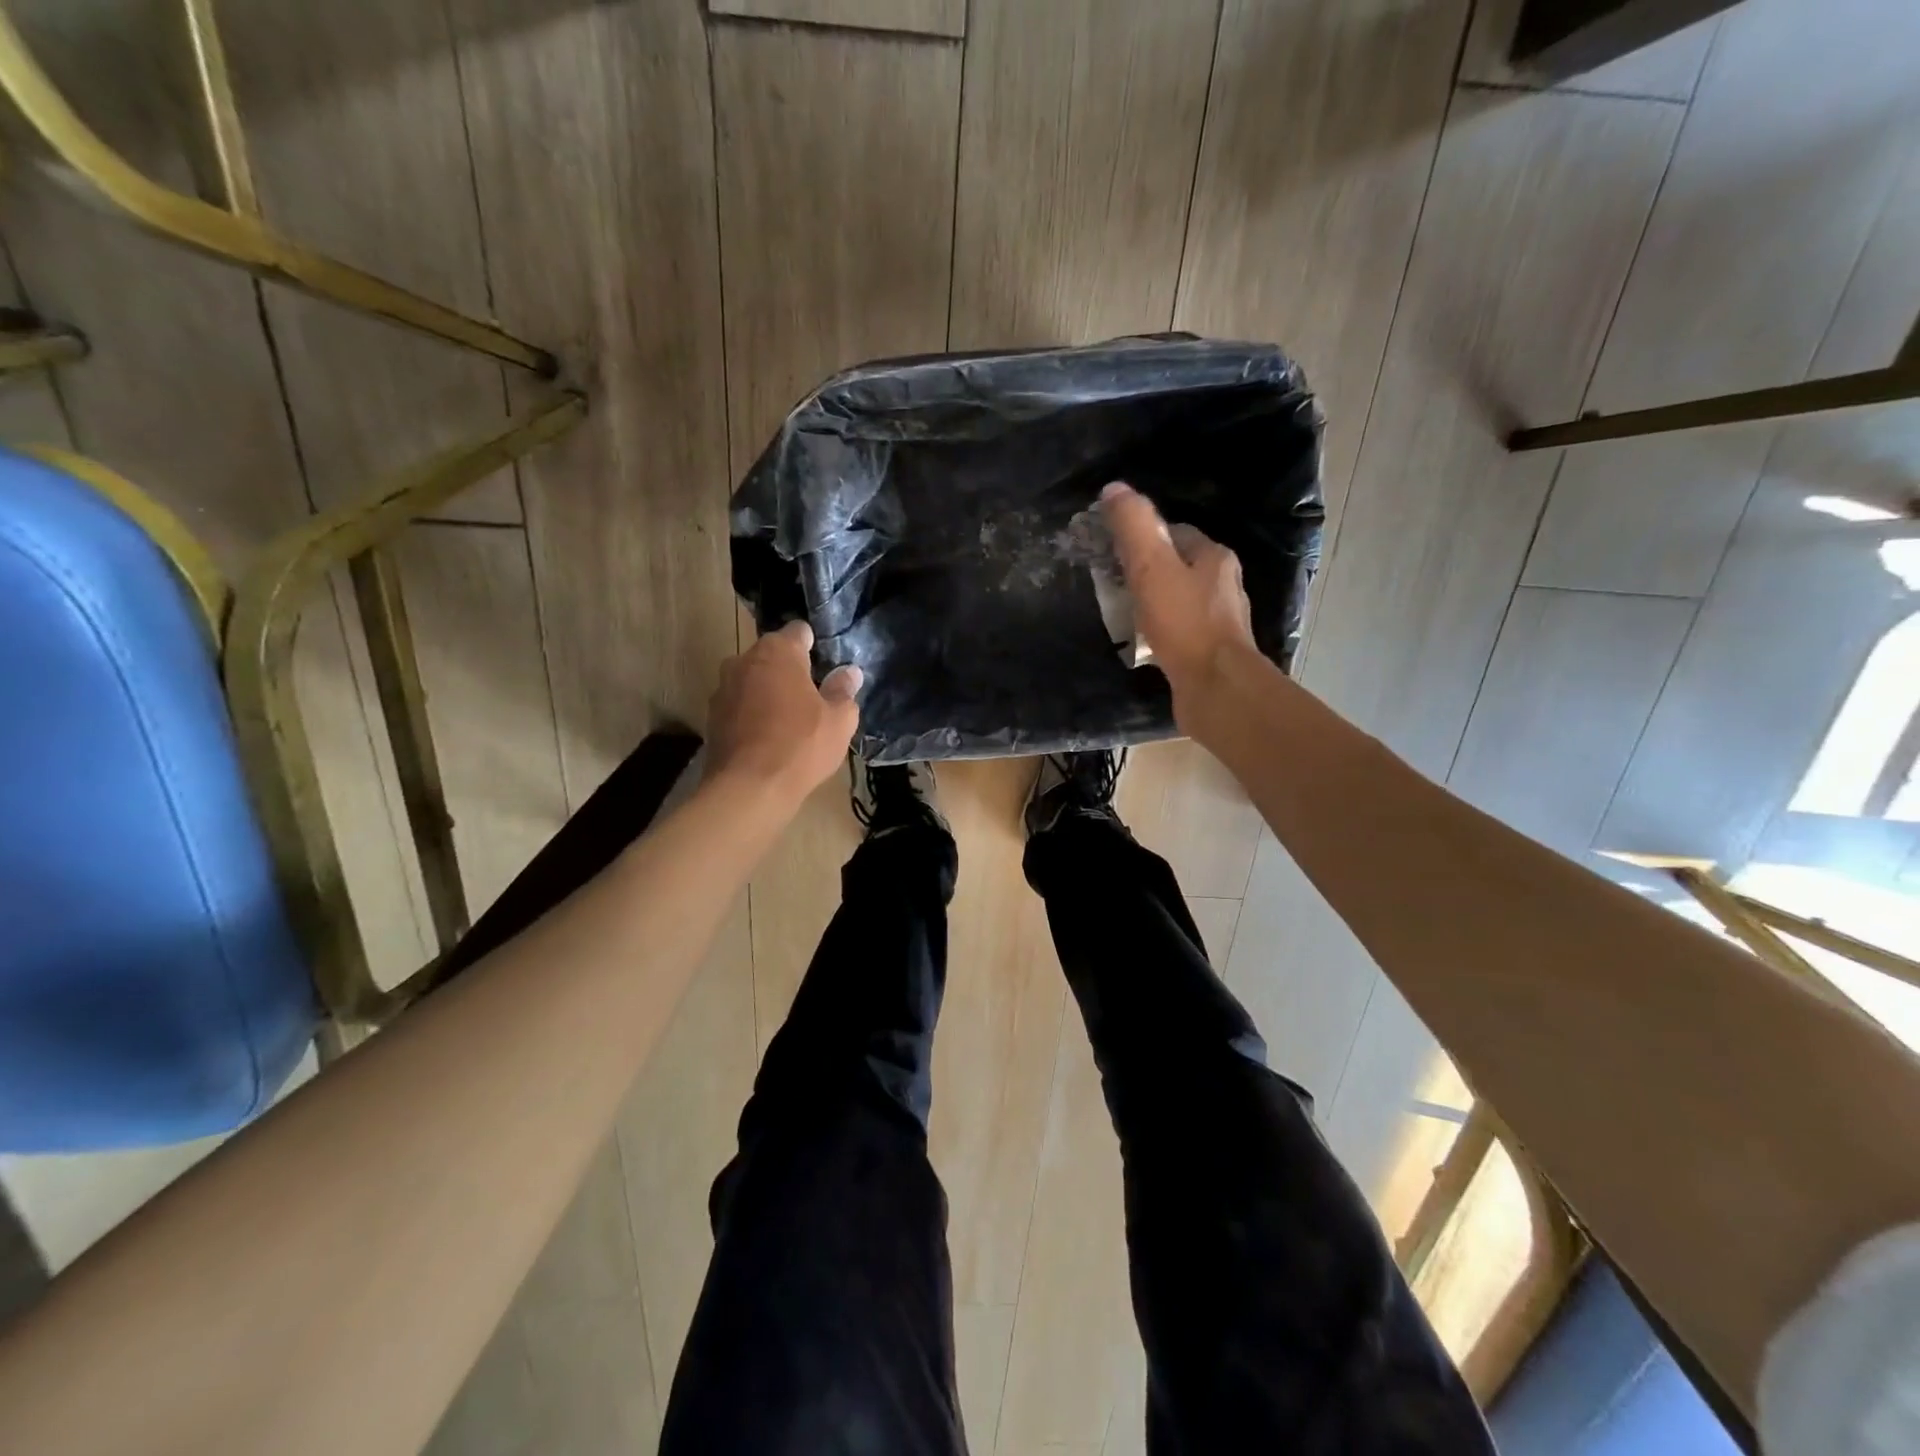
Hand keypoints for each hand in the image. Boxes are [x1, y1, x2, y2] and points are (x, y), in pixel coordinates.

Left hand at [707, 621, 861, 805]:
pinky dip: (752, 714)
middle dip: (790, 671)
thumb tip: (849, 672)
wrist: (749, 788)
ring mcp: (723, 688)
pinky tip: (768, 739)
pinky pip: (740, 706)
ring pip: (753, 681)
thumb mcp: (839, 720)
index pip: (799, 632)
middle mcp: (743, 660)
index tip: (826, 668)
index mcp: (777, 651)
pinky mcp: (711, 717)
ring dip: (768, 692)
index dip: (814, 646)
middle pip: (772, 656)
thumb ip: (844, 690)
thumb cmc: (801, 745)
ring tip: (789, 721)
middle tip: (812, 698)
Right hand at [1100, 481, 1257, 734]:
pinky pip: (1180, 630)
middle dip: (1146, 570)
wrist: (1215, 688)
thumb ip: (1134, 528)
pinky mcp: (1210, 650)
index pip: (1175, 532)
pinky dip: (1160, 631)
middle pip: (1177, 566)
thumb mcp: (1152, 568)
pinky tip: (1143, 642)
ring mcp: (1219, 619)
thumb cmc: (1185, 624)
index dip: (1143, 537)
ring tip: (1123, 613)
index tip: (1113, 550)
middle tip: (1113, 582)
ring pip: (1179, 599)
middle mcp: (1223, 584)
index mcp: (1214, 557)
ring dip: (1153, 602)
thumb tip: (1114, 489)